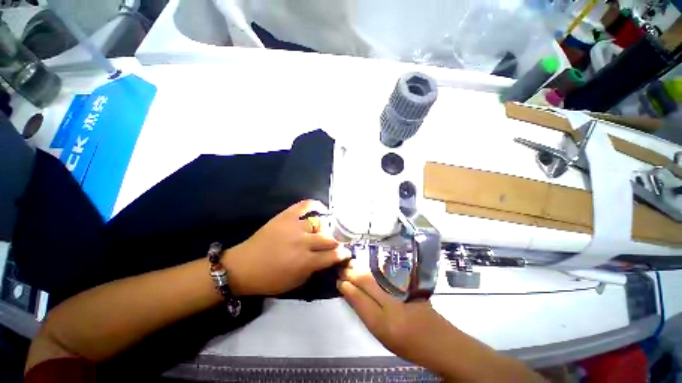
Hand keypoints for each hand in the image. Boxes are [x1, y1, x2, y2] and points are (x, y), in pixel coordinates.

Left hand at [224, 200, 350, 295]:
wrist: (243, 266)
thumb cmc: (270, 279)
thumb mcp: (296, 282)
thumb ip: (315, 270)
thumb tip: (328, 259)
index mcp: (306, 261)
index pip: (333, 255)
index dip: (343, 254)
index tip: (346, 253)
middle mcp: (303, 242)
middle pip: (329, 239)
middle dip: (335, 243)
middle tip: (334, 245)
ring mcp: (295, 226)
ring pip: (319, 224)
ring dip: (322, 230)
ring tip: (320, 233)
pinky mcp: (286, 216)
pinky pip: (304, 205)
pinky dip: (314, 205)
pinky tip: (320, 208)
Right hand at [337, 263, 456, 372]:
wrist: (439, 340)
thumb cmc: (407, 343)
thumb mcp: (382, 335)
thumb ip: (365, 312)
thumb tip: (350, 293)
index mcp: (384, 323)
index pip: (359, 299)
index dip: (346, 287)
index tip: (338, 281)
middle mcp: (393, 303)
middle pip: (366, 281)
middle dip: (351, 273)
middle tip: (341, 269)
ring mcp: (402, 290)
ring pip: (375, 274)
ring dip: (360, 268)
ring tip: (350, 265)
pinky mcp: (409, 283)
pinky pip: (385, 272)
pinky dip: (372, 269)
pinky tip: (366, 267)